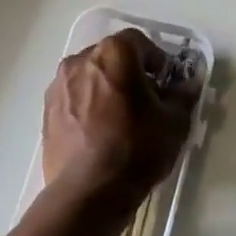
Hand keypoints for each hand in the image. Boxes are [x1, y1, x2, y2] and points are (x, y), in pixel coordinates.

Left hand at [42, 29, 196, 206]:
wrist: (88, 192)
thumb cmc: (137, 149)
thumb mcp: (174, 122)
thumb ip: (183, 95)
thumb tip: (188, 84)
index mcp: (113, 54)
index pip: (139, 42)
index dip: (157, 60)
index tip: (166, 84)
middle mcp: (80, 61)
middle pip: (111, 58)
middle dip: (130, 73)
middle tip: (146, 102)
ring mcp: (58, 86)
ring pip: (90, 78)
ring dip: (106, 89)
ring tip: (121, 120)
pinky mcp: (47, 112)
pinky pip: (74, 99)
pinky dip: (88, 107)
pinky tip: (100, 134)